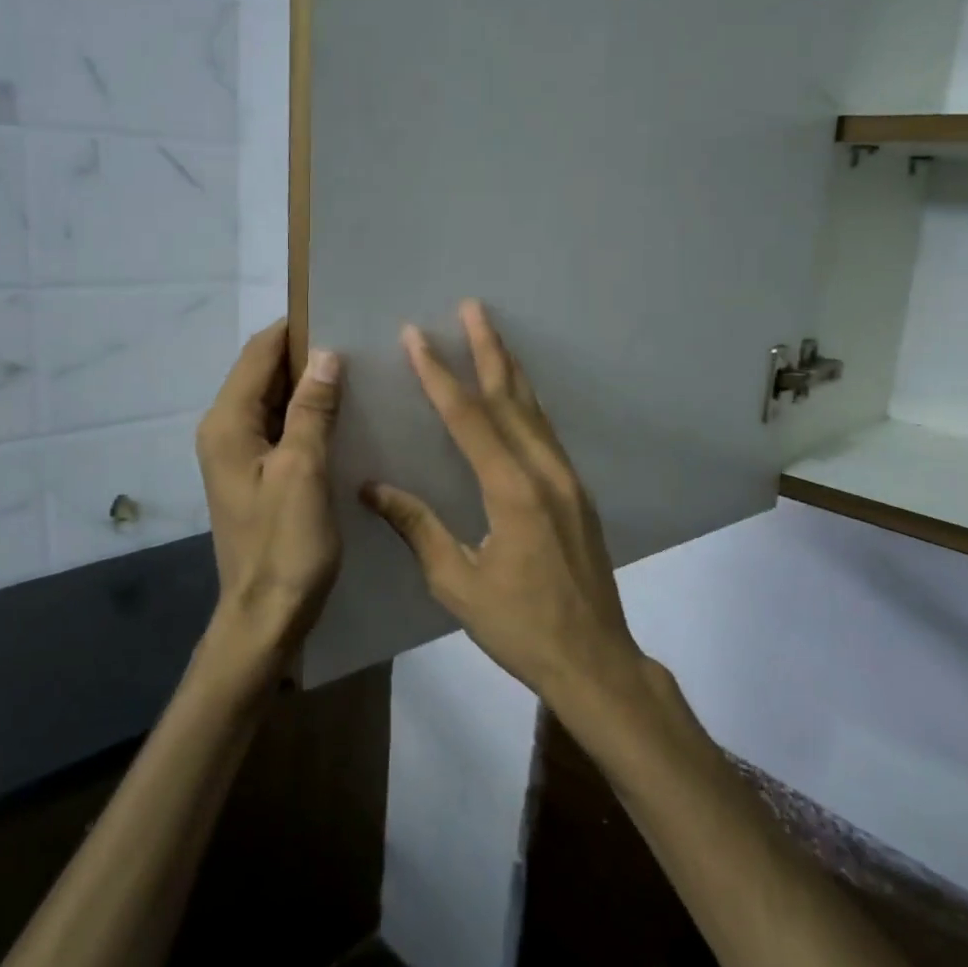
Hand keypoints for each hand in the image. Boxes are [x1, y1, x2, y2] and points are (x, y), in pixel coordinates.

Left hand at [195, 321, 344, 673]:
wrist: (266, 616)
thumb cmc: (285, 545)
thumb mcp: (303, 471)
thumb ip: (312, 410)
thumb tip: (326, 355)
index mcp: (227, 423)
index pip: (258, 353)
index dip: (294, 329)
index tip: (338, 312)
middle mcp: (225, 431)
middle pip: (263, 373)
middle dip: (306, 355)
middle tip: (359, 341)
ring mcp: (239, 455)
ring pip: (275, 401)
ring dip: (310, 386)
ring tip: (359, 371)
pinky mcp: (257, 475)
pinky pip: (282, 428)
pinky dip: (308, 415)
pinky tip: (344, 415)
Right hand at [361, 301, 645, 710]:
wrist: (594, 660)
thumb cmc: (520, 627)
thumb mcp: (457, 583)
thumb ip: (418, 528)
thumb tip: (372, 488)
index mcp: (512, 491)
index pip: (469, 418)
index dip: (440, 374)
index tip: (418, 336)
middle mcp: (545, 473)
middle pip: (511, 398)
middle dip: (489, 349)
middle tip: (472, 306)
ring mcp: (568, 481)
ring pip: (535, 411)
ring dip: (511, 370)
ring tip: (492, 335)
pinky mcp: (578, 494)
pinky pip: (547, 434)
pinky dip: (527, 405)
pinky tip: (517, 398)